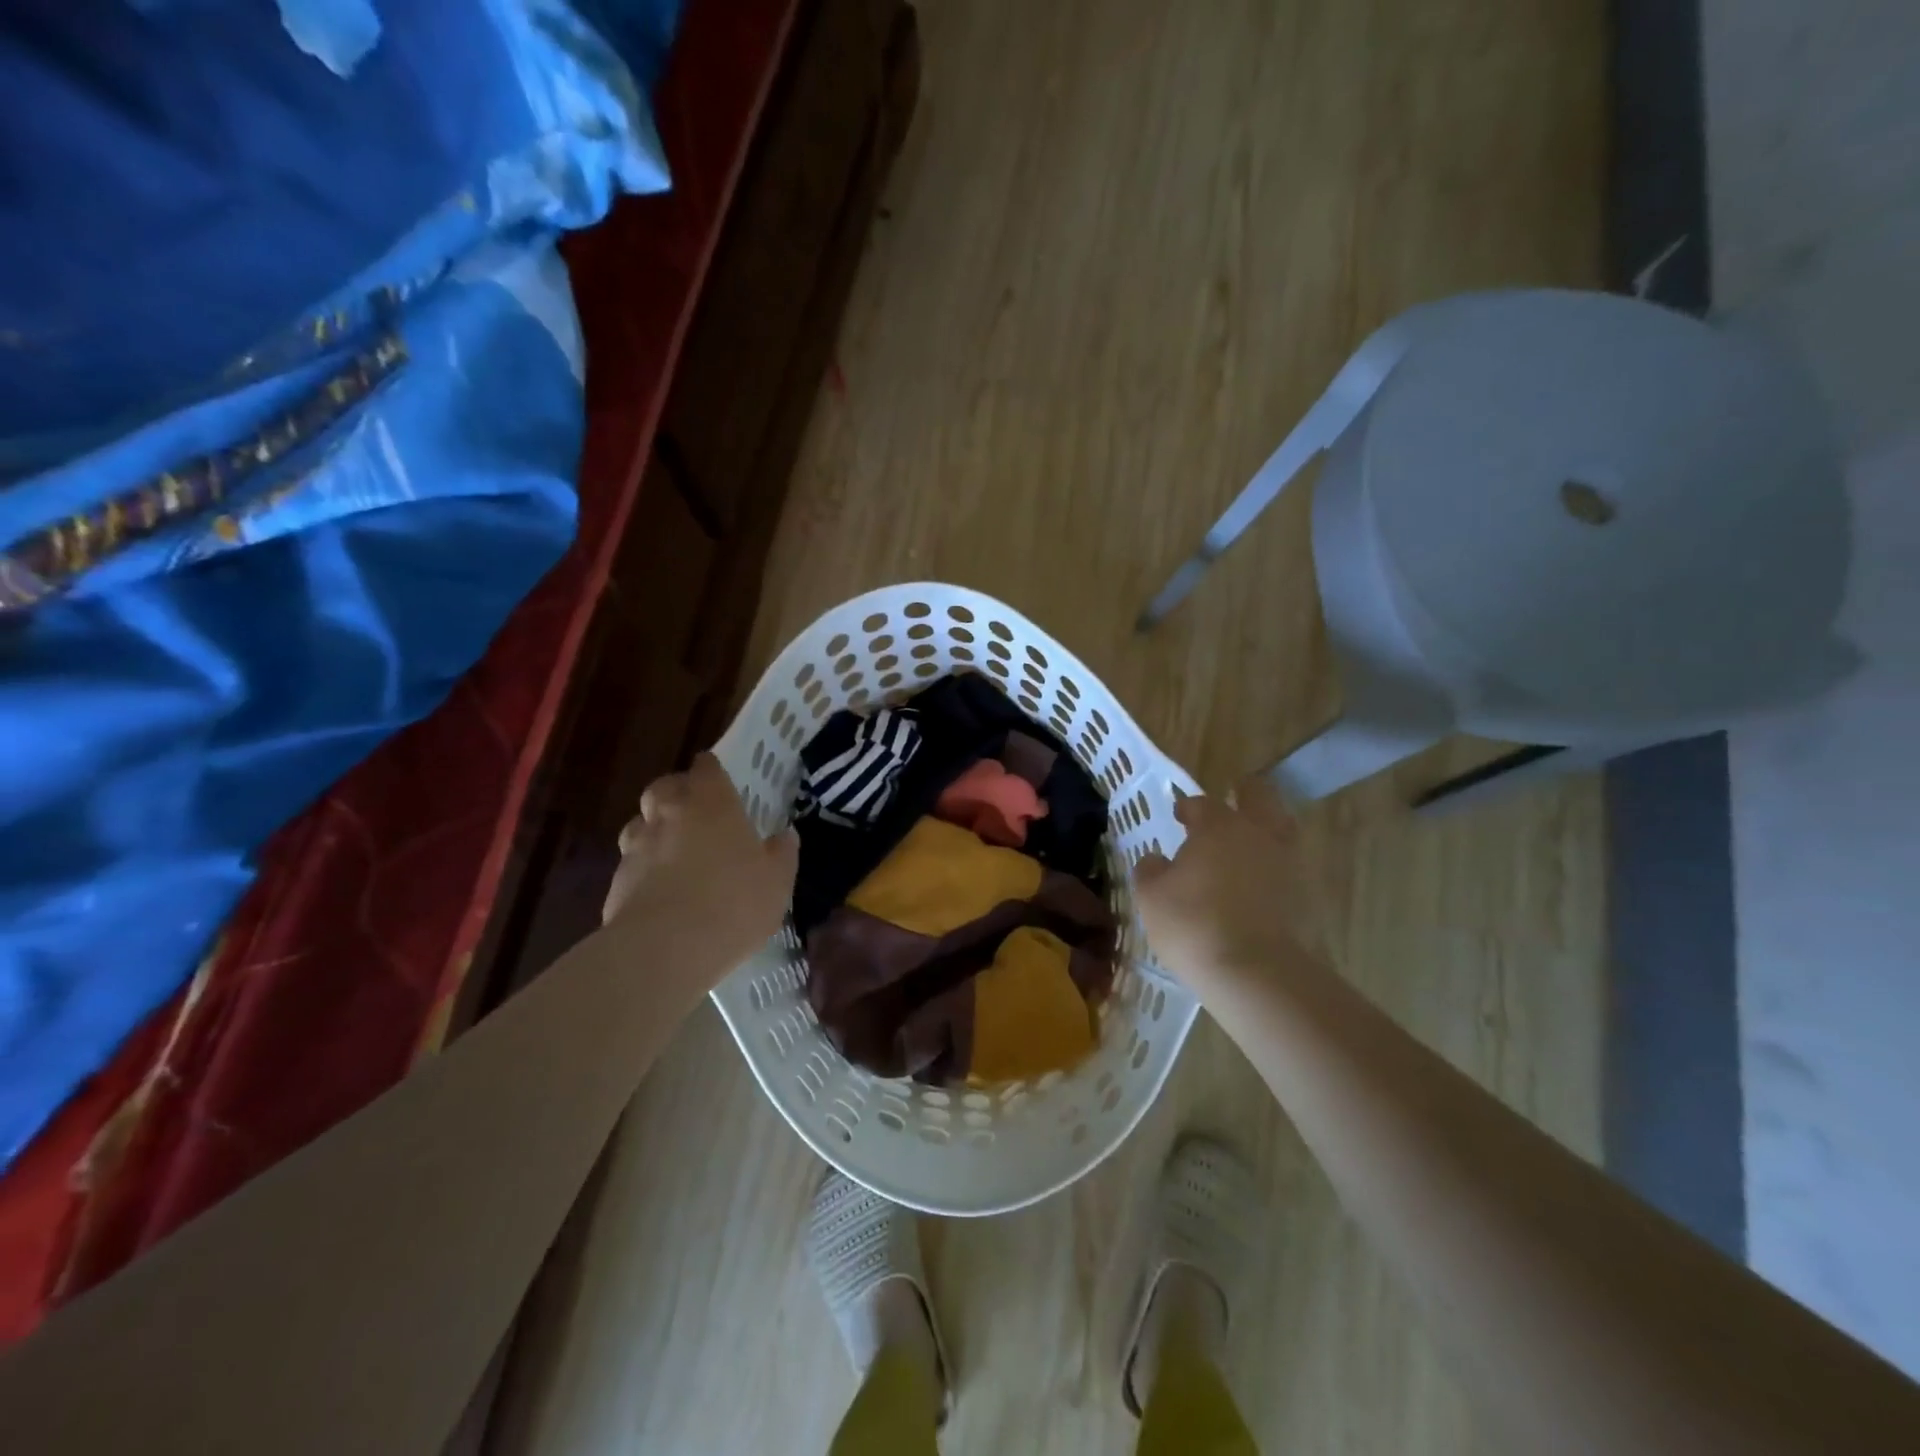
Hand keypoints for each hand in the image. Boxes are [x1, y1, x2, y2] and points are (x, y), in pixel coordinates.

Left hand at [603, 754, 798, 983]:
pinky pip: (632, 863)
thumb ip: (782, 853)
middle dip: (677, 794)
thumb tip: (784, 835)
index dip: (712, 770)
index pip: (706, 767)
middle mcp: (669, 814)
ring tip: (675, 852)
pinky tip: (661, 892)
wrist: (664, 950)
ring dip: (656, 830)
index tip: (721, 781)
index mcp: (711, 803)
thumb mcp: (777, 881)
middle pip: (664, 787)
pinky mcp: (617, 881)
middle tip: (696, 813)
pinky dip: (644, 869)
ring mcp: (638, 846)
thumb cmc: (733, 903)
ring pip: (640, 823)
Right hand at [1134, 778, 1321, 991]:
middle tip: (1232, 799)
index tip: (1180, 815)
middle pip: (1260, 796)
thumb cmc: (1192, 922)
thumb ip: (1150, 870)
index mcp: (1218, 825)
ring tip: (1247, 842)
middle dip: (1246, 793)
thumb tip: (1157, 860)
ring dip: (1266, 827)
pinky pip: (1288, 866)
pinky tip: (1258, 881)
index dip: (1189, 807)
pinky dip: (1274, 866)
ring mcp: (1286, 863)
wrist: (1251, 970)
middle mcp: (1257, 833)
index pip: (1202, 803)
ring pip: (1282, 828)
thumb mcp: (1150, 895)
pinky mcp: (1303, 895)